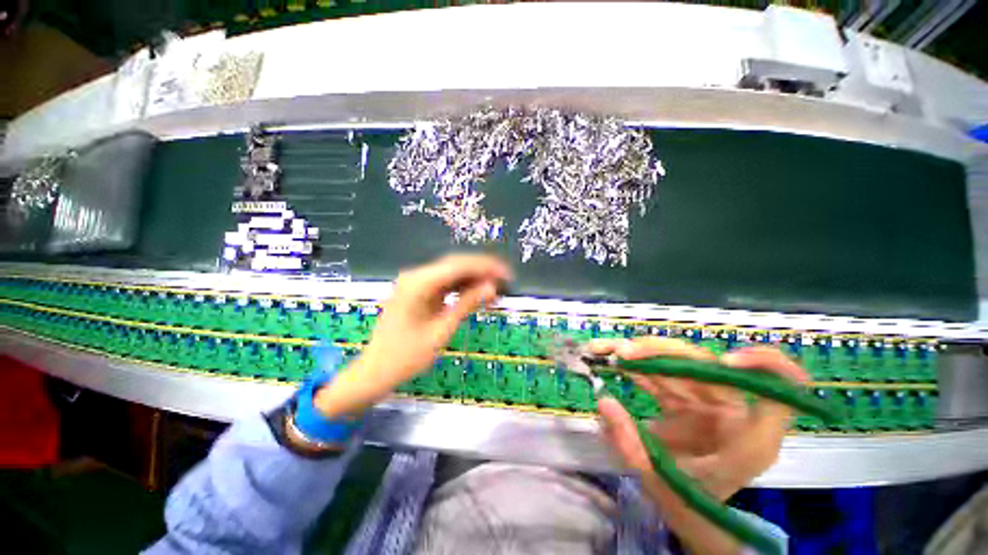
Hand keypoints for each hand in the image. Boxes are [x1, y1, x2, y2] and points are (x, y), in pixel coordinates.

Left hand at [314, 254, 511, 417]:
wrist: (375, 371)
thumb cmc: (406, 357)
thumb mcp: (441, 331)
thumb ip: (467, 304)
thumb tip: (492, 287)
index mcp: (418, 283)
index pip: (458, 266)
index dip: (485, 267)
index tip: (506, 274)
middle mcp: (416, 276)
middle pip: (455, 264)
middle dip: (482, 270)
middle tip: (506, 279)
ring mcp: (415, 283)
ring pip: (451, 272)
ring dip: (474, 278)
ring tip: (496, 287)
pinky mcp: (418, 291)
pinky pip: (444, 283)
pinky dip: (462, 287)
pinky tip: (477, 293)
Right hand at [592, 337, 806, 552]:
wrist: (687, 511)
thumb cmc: (688, 504)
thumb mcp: (660, 483)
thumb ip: (631, 446)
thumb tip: (604, 402)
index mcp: (748, 438)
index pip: (781, 392)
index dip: (766, 367)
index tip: (728, 360)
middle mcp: (730, 411)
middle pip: (705, 366)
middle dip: (659, 353)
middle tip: (622, 352)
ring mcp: (704, 401)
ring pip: (675, 362)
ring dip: (638, 352)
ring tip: (602, 349)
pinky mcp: (682, 396)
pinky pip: (658, 372)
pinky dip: (633, 363)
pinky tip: (609, 357)